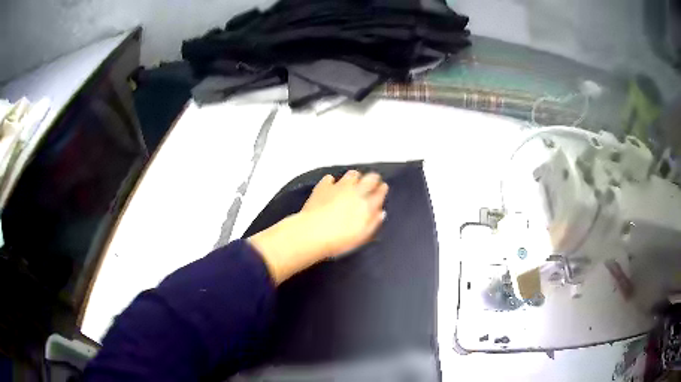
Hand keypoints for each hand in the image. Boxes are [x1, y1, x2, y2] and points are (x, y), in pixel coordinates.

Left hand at [248, 170, 388, 283]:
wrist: (313, 233)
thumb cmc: (340, 240)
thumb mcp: (362, 236)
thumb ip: (373, 223)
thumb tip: (380, 213)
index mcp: (367, 205)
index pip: (380, 192)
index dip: (382, 189)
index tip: (382, 188)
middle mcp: (356, 192)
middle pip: (370, 178)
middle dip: (372, 178)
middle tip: (371, 182)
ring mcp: (339, 187)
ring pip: (352, 174)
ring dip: (354, 178)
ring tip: (351, 184)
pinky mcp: (323, 186)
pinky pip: (330, 178)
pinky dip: (331, 182)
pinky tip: (329, 187)